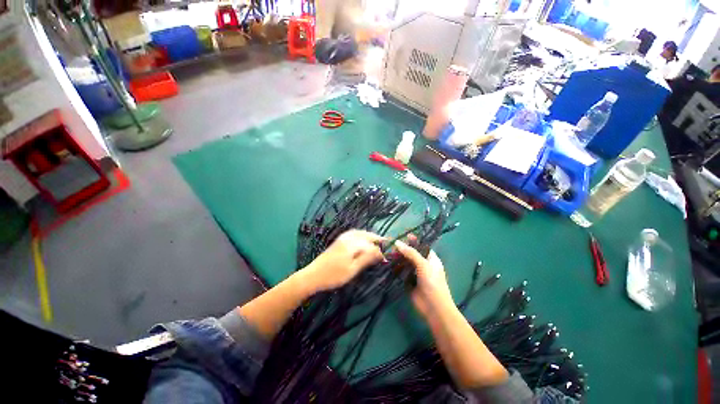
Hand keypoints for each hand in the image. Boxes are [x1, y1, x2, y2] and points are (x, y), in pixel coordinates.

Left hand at [301, 230, 384, 291]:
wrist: (313, 275)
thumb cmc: (334, 275)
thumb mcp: (352, 269)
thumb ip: (367, 259)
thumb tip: (381, 253)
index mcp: (352, 244)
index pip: (370, 245)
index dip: (379, 250)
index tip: (385, 258)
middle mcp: (348, 237)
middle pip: (365, 235)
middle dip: (376, 238)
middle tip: (385, 243)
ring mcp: (342, 238)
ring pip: (359, 233)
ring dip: (369, 235)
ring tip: (376, 241)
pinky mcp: (339, 241)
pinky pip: (353, 233)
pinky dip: (361, 234)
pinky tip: (362, 239)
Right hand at [394, 240, 452, 317]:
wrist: (433, 308)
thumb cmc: (432, 282)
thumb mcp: (423, 264)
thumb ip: (411, 253)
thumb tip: (397, 242)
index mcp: (431, 259)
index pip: (421, 246)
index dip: (413, 240)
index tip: (403, 235)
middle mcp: (423, 264)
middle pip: (412, 254)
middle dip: (403, 250)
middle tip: (391, 245)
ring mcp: (416, 273)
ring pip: (405, 263)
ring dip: (398, 259)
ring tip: (388, 253)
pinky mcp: (409, 282)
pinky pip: (401, 272)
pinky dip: (396, 268)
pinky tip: (388, 264)